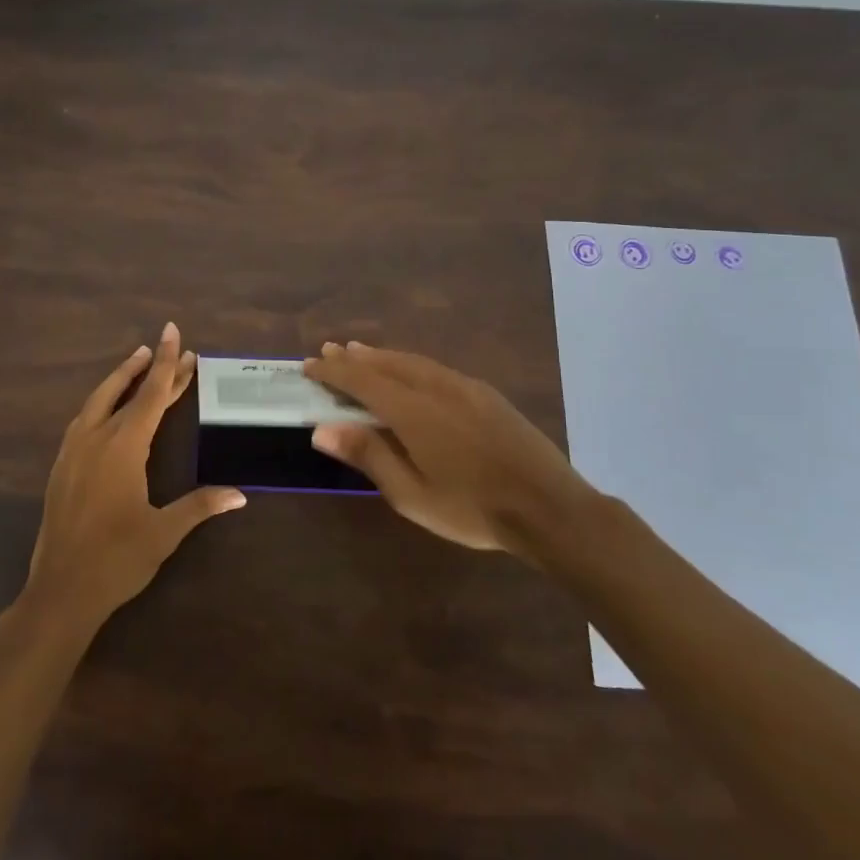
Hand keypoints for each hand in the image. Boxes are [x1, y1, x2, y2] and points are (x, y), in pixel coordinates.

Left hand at [19, 323, 246, 630]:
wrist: (61, 589)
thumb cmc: (117, 559)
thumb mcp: (164, 532)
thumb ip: (199, 506)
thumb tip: (239, 494)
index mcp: (124, 446)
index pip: (152, 394)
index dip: (168, 364)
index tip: (174, 333)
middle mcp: (96, 438)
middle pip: (124, 390)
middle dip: (147, 366)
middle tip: (165, 344)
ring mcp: (73, 451)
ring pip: (98, 401)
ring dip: (120, 380)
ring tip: (138, 363)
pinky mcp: (61, 467)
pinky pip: (84, 419)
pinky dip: (102, 402)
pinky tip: (107, 410)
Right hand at [304, 341, 599, 562]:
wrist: (550, 508)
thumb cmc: (472, 509)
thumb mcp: (411, 494)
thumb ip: (368, 455)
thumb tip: (321, 429)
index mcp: (413, 411)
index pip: (362, 380)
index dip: (333, 372)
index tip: (309, 365)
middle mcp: (436, 388)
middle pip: (386, 364)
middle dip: (354, 358)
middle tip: (329, 350)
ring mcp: (465, 388)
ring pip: (413, 361)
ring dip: (382, 356)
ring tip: (360, 352)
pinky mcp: (486, 395)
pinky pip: (436, 368)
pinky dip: (410, 363)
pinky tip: (410, 370)